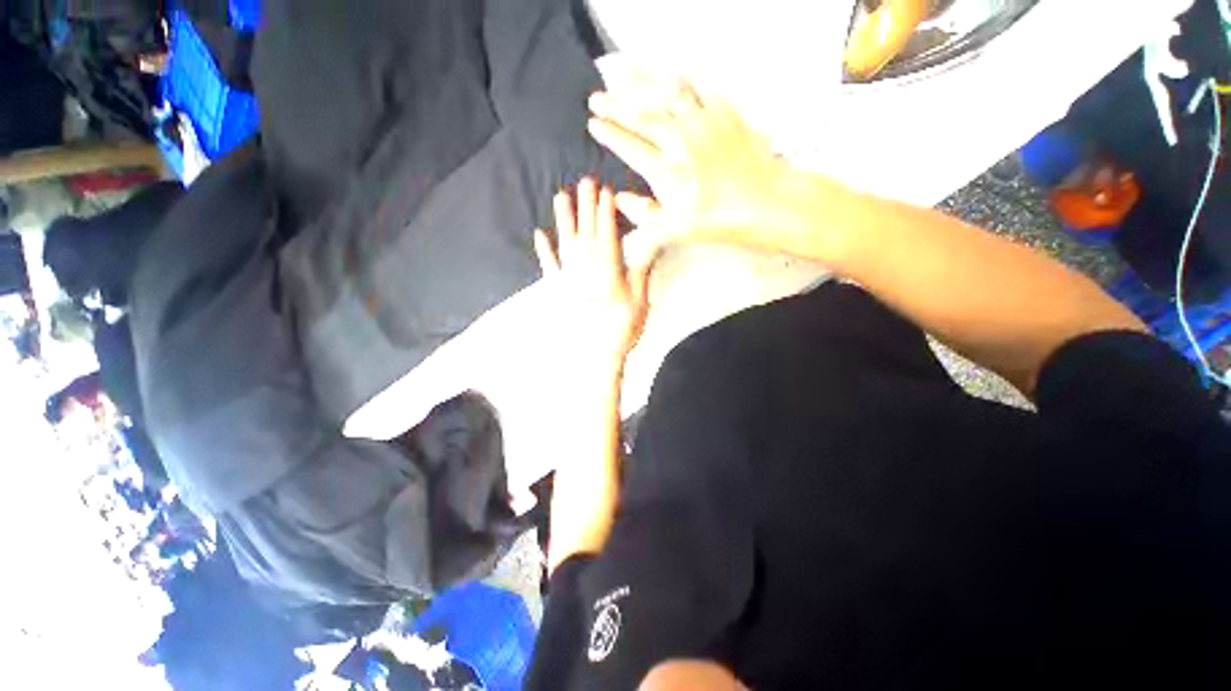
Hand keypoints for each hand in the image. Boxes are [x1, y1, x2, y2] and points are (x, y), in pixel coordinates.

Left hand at [535, 178, 652, 372]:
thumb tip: (648, 246)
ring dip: (563, 220)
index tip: (605, 192)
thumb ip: (641, 271)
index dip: (606, 213)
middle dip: (586, 206)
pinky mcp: (559, 290)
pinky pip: (549, 267)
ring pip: (566, 243)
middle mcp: (587, 270)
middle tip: (585, 182)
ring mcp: (570, 279)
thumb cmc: (622, 329)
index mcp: (608, 271)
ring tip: (560, 197)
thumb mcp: (640, 301)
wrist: (597, 353)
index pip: (608, 235)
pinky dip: (544, 251)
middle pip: (586, 233)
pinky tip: (539, 234)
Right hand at [586, 79, 789, 248]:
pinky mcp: (725, 113)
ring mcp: (703, 121)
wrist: (765, 202)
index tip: (593, 123)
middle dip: (614, 103)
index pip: (629, 145)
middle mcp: (681, 139)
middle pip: (641, 113)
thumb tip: (619, 199)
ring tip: (621, 70)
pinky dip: (680, 79)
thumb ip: (644, 216)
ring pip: (665, 91)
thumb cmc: (719, 221)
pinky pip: (698, 87)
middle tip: (595, 96)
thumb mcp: (676, 230)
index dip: (609, 133)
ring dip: (640, 79)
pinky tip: (671, 76)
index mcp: (667, 169)